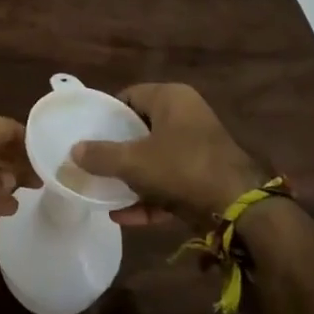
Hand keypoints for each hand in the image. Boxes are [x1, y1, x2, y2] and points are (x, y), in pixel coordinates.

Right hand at [71, 83, 268, 228]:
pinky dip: (148, 196)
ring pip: (154, 158)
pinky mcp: (204, 176)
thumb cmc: (182, 168)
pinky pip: (168, 182)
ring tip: (103, 191)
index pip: (129, 96)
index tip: (87, 133)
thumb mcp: (134, 162)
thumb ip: (100, 156)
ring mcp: (197, 147)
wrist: (239, 208)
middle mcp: (186, 116)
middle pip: (141, 129)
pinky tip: (123, 217)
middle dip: (116, 150)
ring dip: (130, 177)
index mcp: (171, 98)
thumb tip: (73, 151)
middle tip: (91, 162)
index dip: (107, 115)